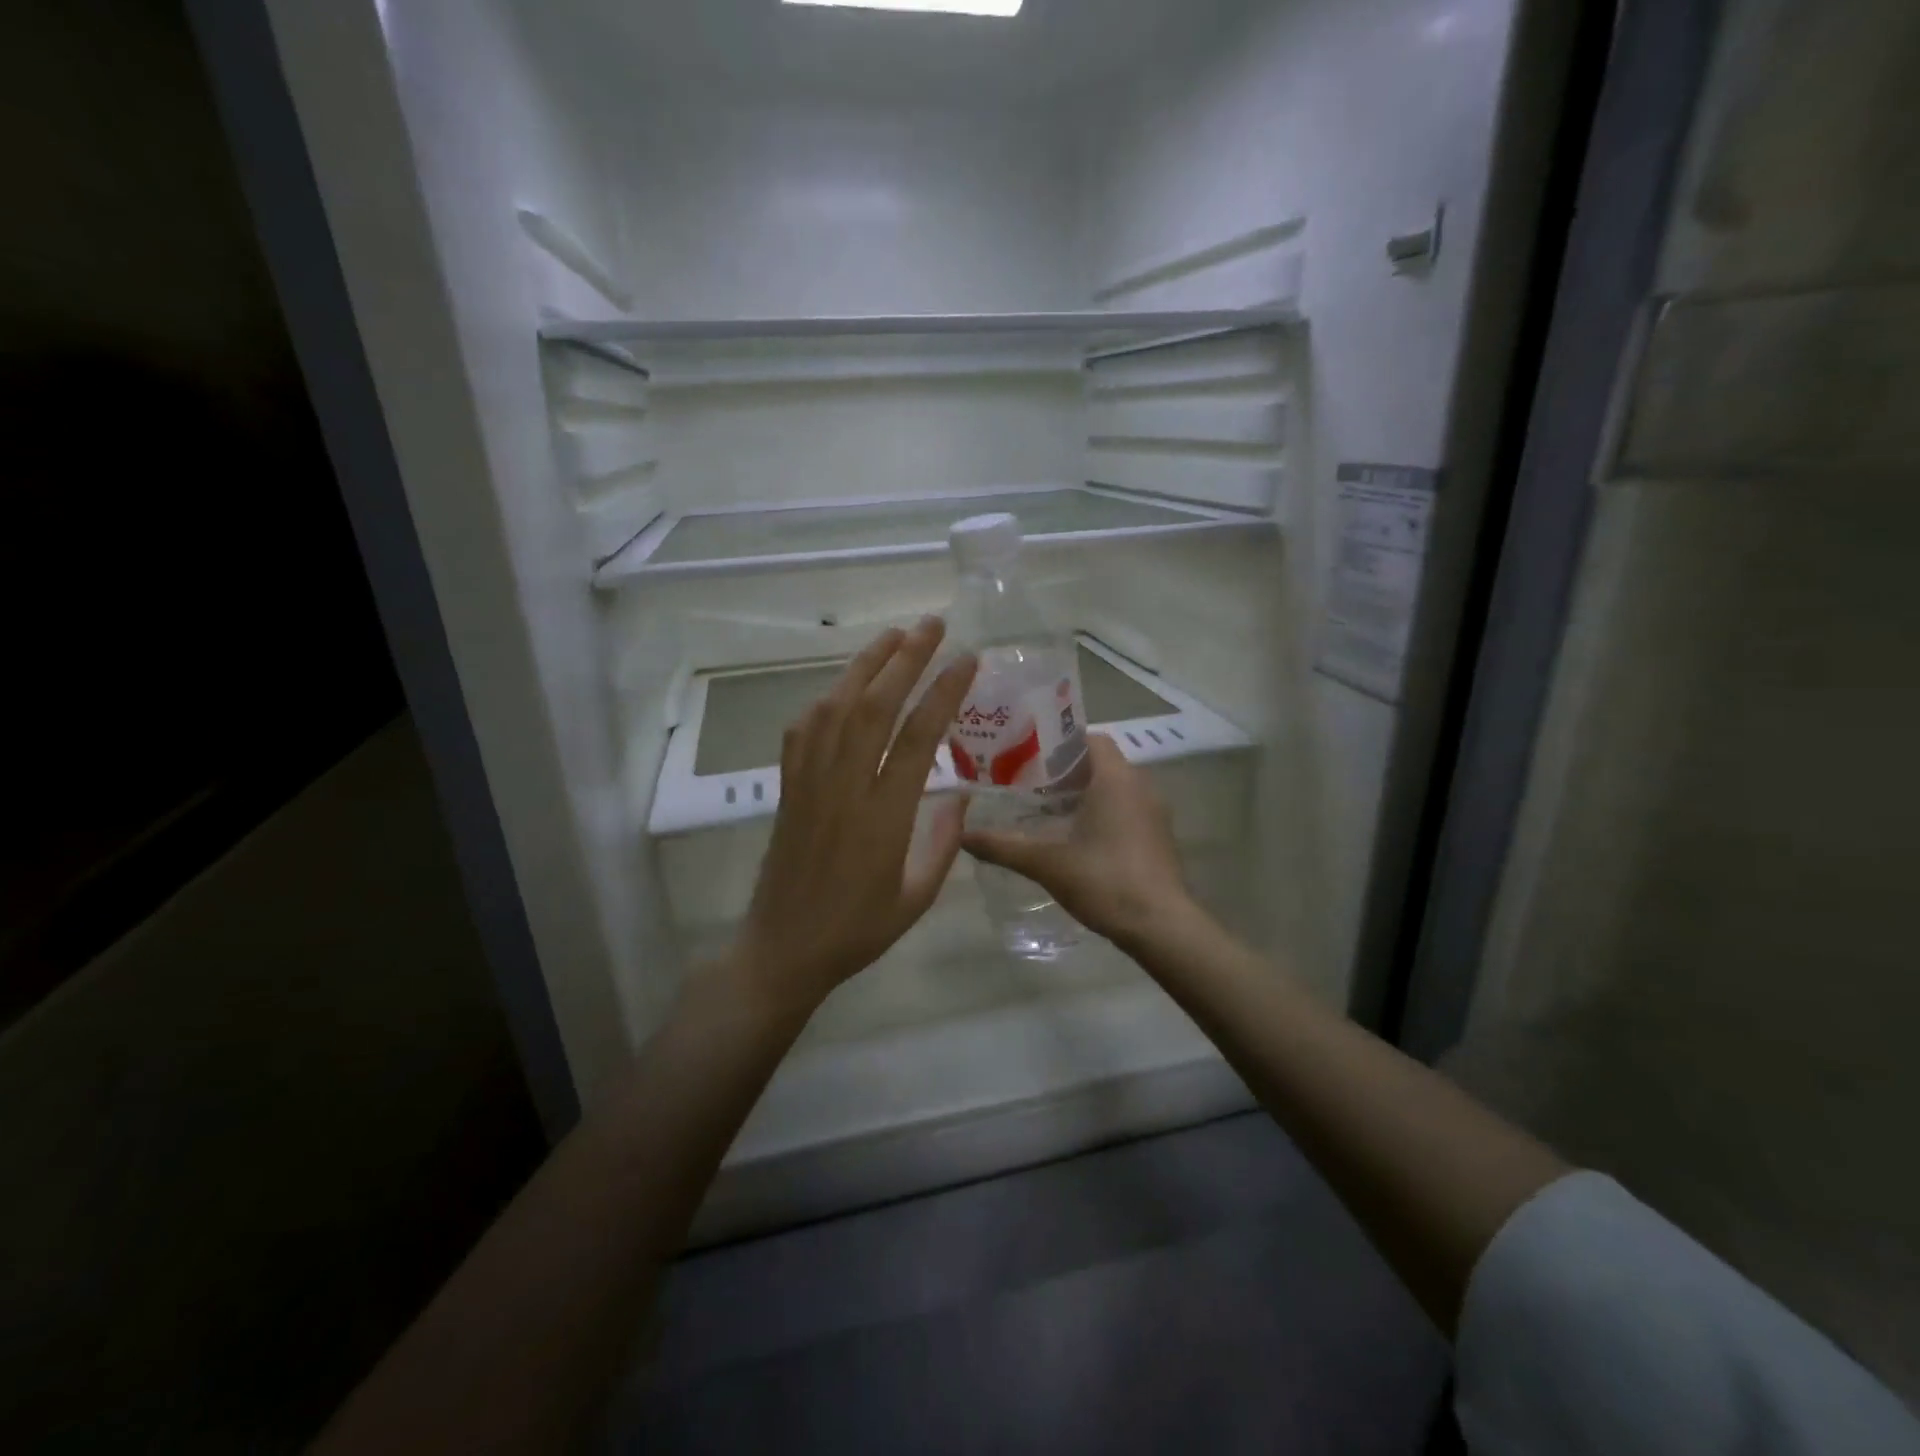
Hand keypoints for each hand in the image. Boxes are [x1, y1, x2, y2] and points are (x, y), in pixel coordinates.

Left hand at [728, 619, 977, 1021]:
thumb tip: (964, 794)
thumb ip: (945, 843)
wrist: (783, 949)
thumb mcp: (917, 897)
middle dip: (905, 658)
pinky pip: (803, 731)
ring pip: (835, 708)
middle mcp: (845, 787)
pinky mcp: (788, 787)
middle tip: (932, 624)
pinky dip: (825, 699)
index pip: (918, 736)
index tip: (966, 660)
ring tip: (892, 637)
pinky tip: (842, 687)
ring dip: (864, 666)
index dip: (943, 692)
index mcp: (884, 816)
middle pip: (874, 706)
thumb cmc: (857, 930)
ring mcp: (810, 783)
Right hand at [963, 734, 1190, 947]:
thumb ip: (1003, 846)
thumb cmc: (1104, 881)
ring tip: (1046, 811)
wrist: (1160, 926)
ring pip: (1114, 788)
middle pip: (1099, 763)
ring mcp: (1154, 812)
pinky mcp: (1159, 837)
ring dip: (1084, 794)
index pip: (1090, 739)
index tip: (1028, 758)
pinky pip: (1127, 809)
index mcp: (1116, 778)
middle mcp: (1140, 786)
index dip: (1058, 744)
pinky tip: (1076, 839)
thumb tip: (963, 836)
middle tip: (1027, 785)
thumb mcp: (1047, 863)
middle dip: (1065, 771)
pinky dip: (1102, 814)